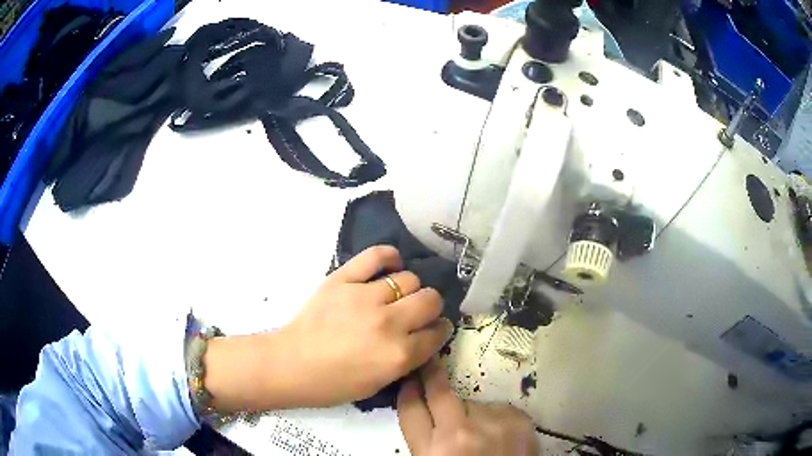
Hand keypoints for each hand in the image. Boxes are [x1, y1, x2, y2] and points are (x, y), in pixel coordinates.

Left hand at [204, 245, 453, 411]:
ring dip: (410, 289)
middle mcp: (389, 323)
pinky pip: (376, 256)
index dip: (439, 330)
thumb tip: (425, 336)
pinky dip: (389, 256)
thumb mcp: (380, 383)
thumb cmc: (334, 383)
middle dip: (430, 307)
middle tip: (418, 312)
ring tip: (397, 295)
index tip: (434, 329)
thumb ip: (408, 360)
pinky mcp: (343, 279)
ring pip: (409, 279)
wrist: (291, 365)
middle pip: (430, 300)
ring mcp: (365, 297)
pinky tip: (392, 263)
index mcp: (399, 355)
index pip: (437, 333)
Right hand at [398, 358, 539, 455]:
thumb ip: (427, 440)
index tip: (410, 379)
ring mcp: (492, 423)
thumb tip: (426, 409)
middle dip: (432, 374)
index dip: (408, 390)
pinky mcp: (518, 419)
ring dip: (471, 412)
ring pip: (473, 403)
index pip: (411, 409)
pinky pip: (497, 409)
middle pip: (440, 392)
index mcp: (432, 451)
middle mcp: (460, 433)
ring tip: (480, 434)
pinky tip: (498, 436)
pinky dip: (494, 419)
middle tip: (431, 363)